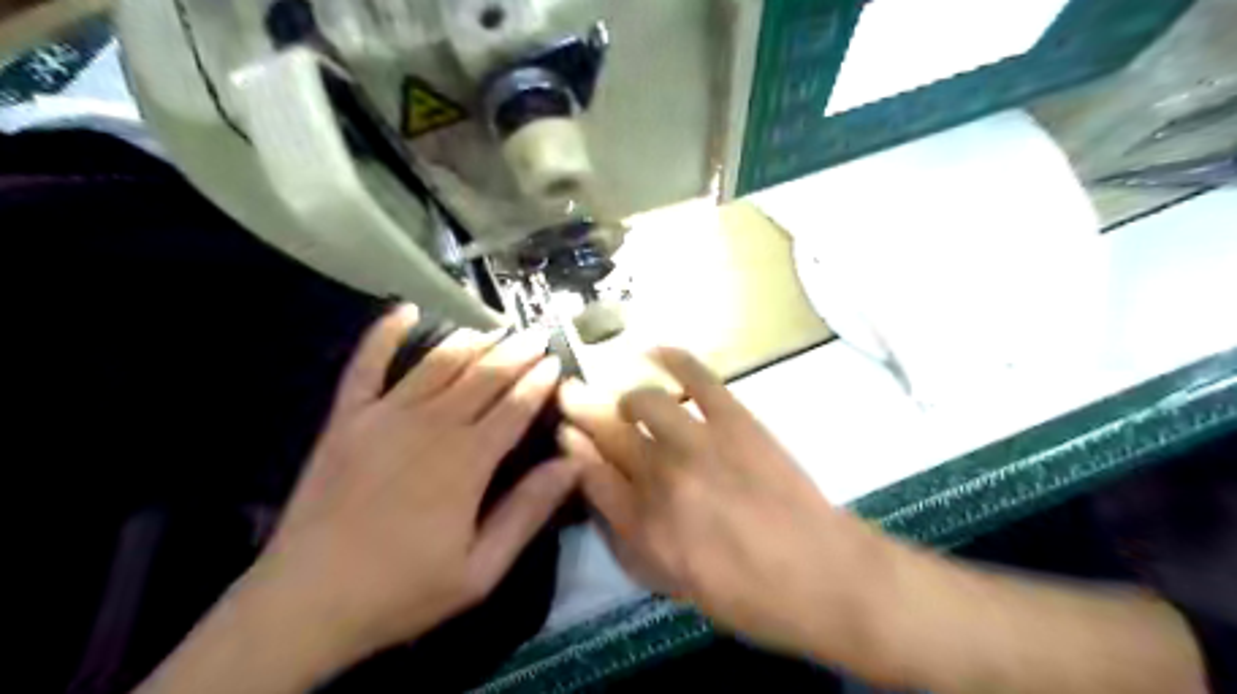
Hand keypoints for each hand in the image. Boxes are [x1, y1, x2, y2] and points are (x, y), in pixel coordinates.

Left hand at [249, 308, 579, 666]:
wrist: (305, 603)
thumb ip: (528, 510)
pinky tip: (404, 310)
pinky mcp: (346, 418)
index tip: (555, 362)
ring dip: (470, 341)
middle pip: (483, 376)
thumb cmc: (402, 590)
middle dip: (515, 352)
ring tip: (494, 326)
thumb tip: (572, 463)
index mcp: (467, 460)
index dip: (539, 382)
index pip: (515, 406)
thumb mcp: (481, 569)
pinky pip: (366, 364)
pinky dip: (384, 333)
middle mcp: (431, 425)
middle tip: (536, 334)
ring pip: (438, 363)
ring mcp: (384, 416)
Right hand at [562, 350, 889, 659]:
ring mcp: (697, 442)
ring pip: (642, 400)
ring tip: (628, 398)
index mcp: (642, 526)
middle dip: (580, 409)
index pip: (590, 474)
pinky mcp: (733, 419)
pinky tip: (653, 350)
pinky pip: (696, 377)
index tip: (565, 431)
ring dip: (626, 395)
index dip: (572, 447)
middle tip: (570, 394)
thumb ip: (626, 541)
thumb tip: (599, 496)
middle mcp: (659, 478)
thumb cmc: (746, 594)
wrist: (819, 574)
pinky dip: (672, 357)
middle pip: (607, 432)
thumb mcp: (671, 584)